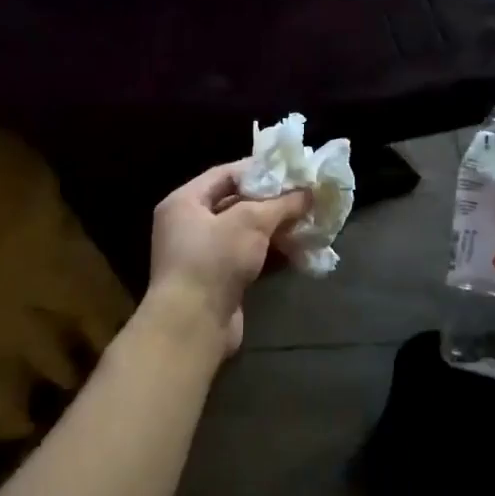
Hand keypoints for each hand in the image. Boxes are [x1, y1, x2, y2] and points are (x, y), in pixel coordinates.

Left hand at [146, 161, 310, 357]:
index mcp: (184, 202)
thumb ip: (281, 203)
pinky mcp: (217, 281)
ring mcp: (202, 255)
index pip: (225, 174)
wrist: (193, 325)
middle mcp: (188, 225)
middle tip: (305, 196)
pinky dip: (270, 252)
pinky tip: (298, 250)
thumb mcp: (250, 222)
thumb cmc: (214, 260)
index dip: (259, 170)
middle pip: (236, 203)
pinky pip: (247, 257)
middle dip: (272, 202)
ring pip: (244, 233)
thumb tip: (309, 191)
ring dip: (275, 228)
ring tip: (308, 222)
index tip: (291, 170)